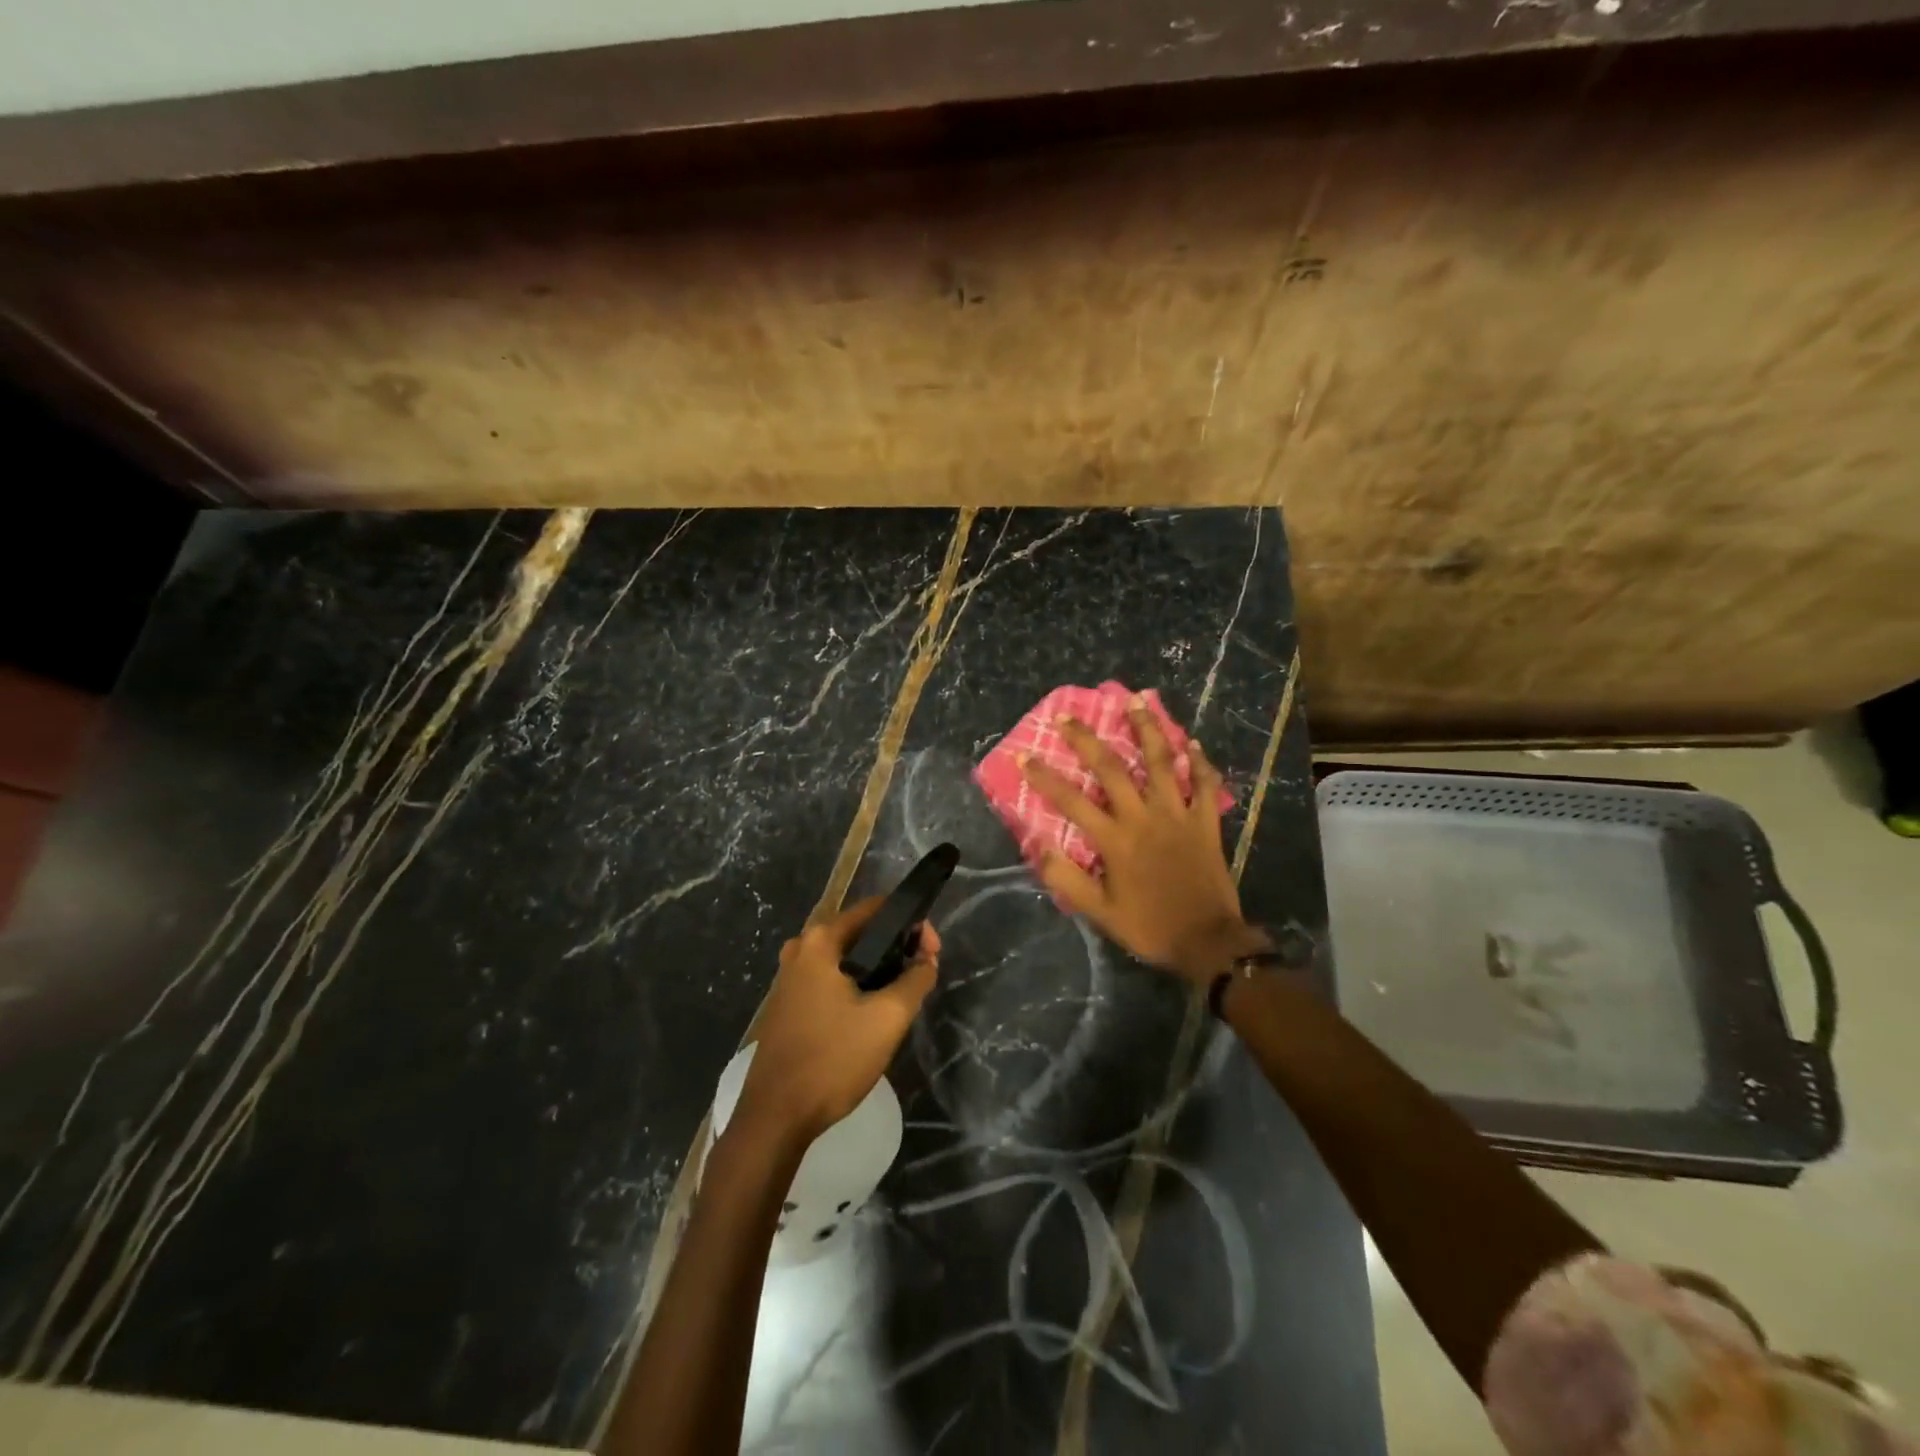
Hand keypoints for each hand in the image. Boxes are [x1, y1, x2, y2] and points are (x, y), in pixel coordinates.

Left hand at [735, 898, 939, 1142]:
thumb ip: (916, 979)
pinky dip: (856, 985)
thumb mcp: (888, 1018)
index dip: (911, 924)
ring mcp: (789, 976)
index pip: (876, 909)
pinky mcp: (787, 1003)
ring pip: (846, 958)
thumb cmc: (833, 1059)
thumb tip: (927, 958)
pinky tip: (871, 1012)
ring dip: (877, 969)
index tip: (932, 953)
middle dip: (896, 947)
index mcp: (820, 940)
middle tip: (922, 972)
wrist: (775, 1117)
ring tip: (903, 994)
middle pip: (860, 932)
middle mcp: (800, 948)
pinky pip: (830, 979)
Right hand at [1021, 697, 1267, 984]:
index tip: (1025, 755)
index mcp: (1115, 840)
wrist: (1208, 941)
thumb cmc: (1150, 927)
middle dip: (1086, 740)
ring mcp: (1178, 815)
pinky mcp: (1206, 822)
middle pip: (1111, 768)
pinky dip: (1200, 761)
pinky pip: (1205, 784)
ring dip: (1147, 729)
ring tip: (1136, 701)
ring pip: (1162, 762)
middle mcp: (1144, 817)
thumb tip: (1039, 846)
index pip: (1071, 801)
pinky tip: (1191, 741)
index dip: (1045, 777)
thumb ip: (1067, 879)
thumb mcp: (1100, 913)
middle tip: (1067, 716)